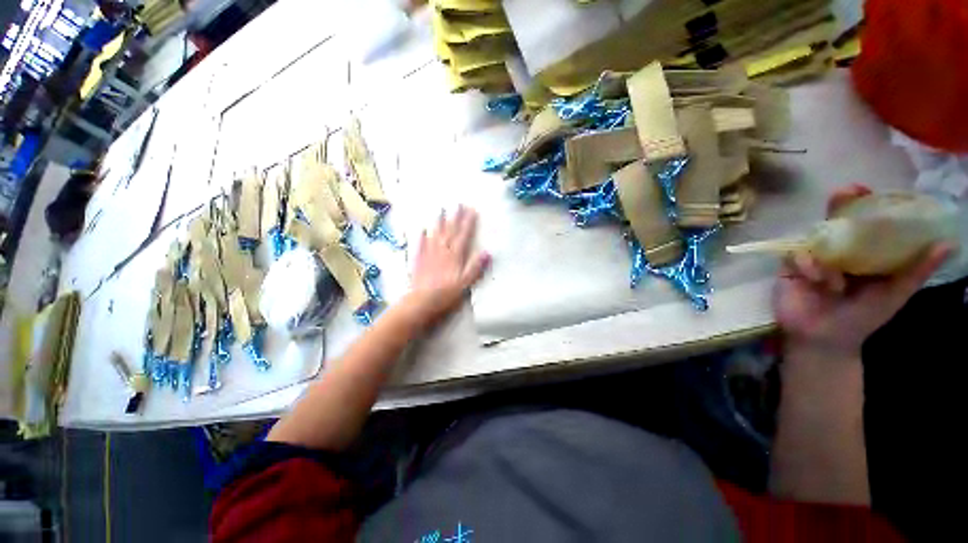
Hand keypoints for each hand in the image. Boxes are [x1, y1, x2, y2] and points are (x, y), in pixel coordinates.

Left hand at [402, 205, 489, 329]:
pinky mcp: (419, 260)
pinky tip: (422, 229)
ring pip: (435, 234)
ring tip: (442, 209)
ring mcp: (429, 254)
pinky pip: (421, 244)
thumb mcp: (465, 283)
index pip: (463, 235)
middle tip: (459, 204)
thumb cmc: (446, 294)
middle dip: (455, 217)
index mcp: (455, 256)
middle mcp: (442, 251)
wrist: (421, 302)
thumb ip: (475, 267)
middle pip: (450, 231)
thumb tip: (487, 252)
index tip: (472, 210)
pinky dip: (422, 236)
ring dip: (439, 221)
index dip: (468, 222)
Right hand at [774, 184, 949, 358]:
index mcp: (865, 253)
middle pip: (837, 221)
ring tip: (834, 279)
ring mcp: (813, 258)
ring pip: (815, 237)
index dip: (867, 204)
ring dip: (825, 248)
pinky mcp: (790, 267)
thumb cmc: (861, 318)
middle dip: (839, 205)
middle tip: (845, 192)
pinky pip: (796, 255)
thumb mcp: (894, 295)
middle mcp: (839, 251)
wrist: (823, 339)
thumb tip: (949, 244)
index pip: (866, 223)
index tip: (868, 189)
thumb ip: (916, 271)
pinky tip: (818, 281)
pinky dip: (808, 264)